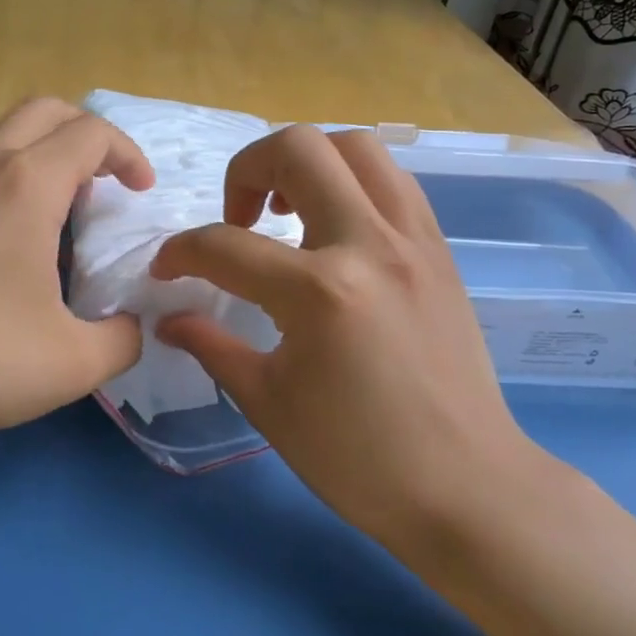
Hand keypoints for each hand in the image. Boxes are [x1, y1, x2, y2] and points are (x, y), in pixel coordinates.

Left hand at [0, 98, 154, 459]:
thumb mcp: (72, 362)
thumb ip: (122, 340)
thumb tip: (131, 328)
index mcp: (26, 184)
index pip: (91, 133)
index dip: (128, 153)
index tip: (142, 192)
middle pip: (45, 111)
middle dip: (88, 133)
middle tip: (109, 180)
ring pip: (6, 136)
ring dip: (47, 155)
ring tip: (67, 212)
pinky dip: (14, 178)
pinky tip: (16, 241)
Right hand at [150, 125, 546, 546]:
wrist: (468, 489)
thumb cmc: (358, 459)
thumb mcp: (268, 402)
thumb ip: (211, 346)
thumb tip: (168, 318)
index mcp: (319, 292)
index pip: (226, 245)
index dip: (180, 252)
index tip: (167, 269)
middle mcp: (369, 245)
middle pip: (298, 149)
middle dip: (246, 169)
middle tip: (238, 218)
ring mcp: (413, 240)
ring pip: (355, 146)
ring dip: (307, 163)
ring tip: (288, 210)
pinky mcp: (439, 249)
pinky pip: (391, 180)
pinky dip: (351, 182)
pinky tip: (334, 229)